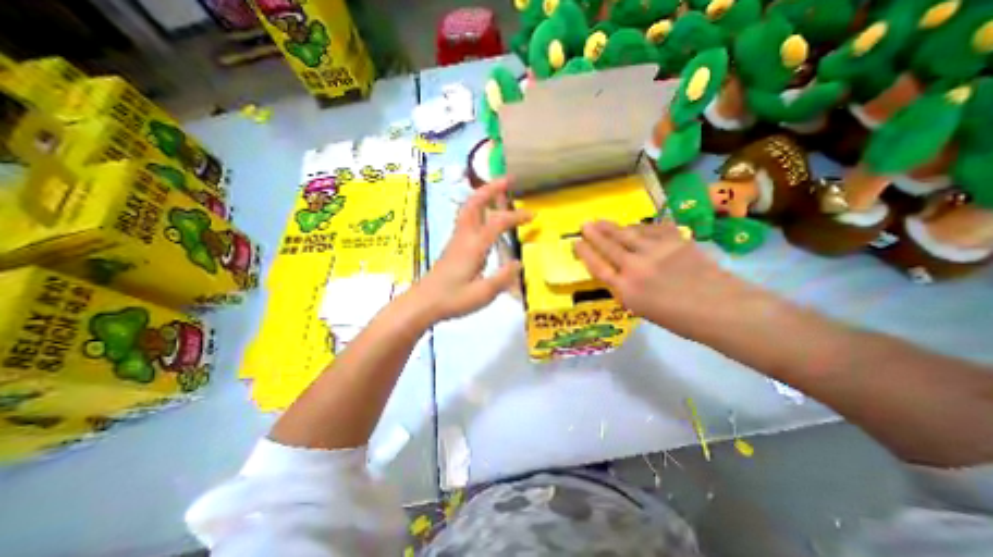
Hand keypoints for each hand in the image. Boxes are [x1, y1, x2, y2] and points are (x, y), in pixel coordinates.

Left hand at [415, 176, 531, 323]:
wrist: (425, 302)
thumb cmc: (453, 300)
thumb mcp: (482, 294)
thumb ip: (502, 278)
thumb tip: (518, 262)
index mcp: (473, 247)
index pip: (497, 222)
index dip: (516, 215)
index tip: (533, 215)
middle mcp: (464, 237)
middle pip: (474, 203)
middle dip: (491, 188)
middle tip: (508, 180)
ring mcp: (457, 239)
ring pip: (468, 208)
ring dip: (483, 195)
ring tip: (499, 190)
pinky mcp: (454, 245)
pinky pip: (467, 218)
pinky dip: (478, 207)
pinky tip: (486, 213)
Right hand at [576, 219, 752, 335]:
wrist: (719, 308)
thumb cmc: (678, 319)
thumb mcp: (641, 308)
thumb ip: (625, 288)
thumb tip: (617, 271)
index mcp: (625, 290)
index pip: (597, 267)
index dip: (585, 253)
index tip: (577, 243)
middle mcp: (634, 268)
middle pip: (608, 246)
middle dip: (594, 234)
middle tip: (584, 224)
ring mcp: (654, 251)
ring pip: (626, 234)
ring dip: (611, 227)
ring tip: (601, 221)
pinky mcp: (673, 240)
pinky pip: (650, 229)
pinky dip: (640, 227)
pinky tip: (634, 226)